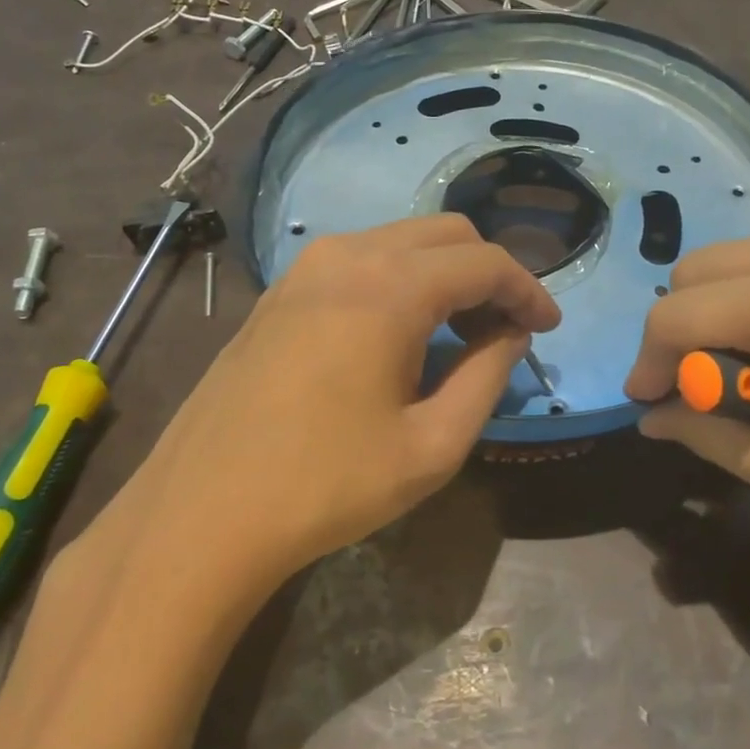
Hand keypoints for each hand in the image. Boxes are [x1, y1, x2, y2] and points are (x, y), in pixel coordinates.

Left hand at [81, 215, 558, 596]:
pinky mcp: (280, 291)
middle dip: (488, 274)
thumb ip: (488, 375)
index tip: (548, 329)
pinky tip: (398, 334)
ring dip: (442, 275)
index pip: (485, 262)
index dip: (528, 290)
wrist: (201, 514)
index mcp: (390, 286)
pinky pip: (359, 261)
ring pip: (400, 241)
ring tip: (458, 334)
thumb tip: (511, 333)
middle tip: (505, 331)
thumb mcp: (433, 444)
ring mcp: (304, 268)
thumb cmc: (327, 485)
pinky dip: (398, 280)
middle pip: (445, 234)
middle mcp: (347, 255)